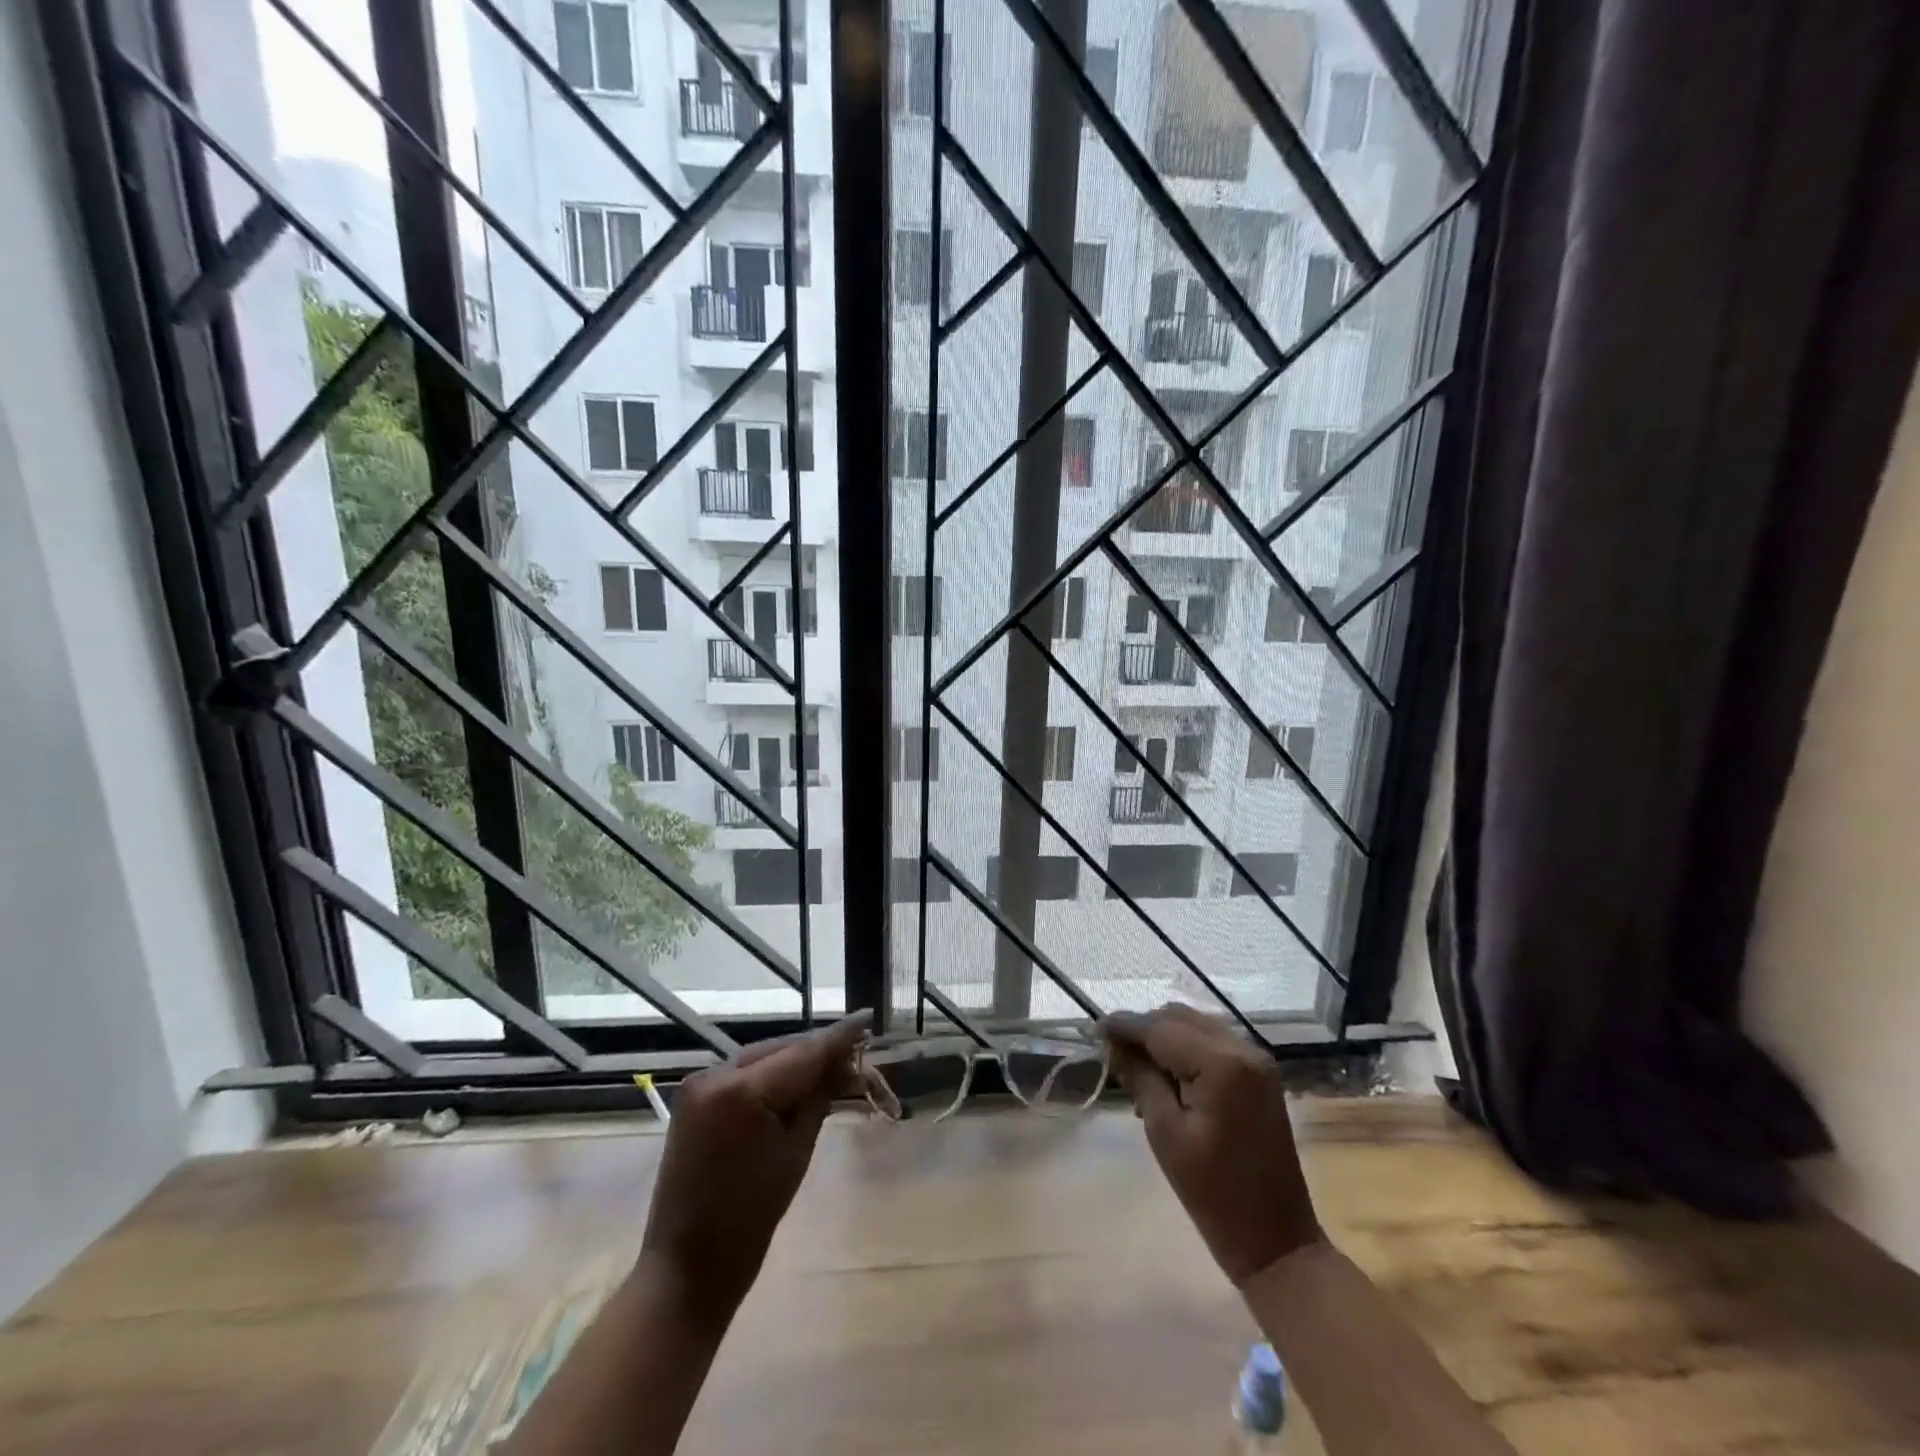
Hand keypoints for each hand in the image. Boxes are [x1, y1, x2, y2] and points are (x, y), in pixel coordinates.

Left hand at [640, 1013, 868, 1322]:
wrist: (686, 1268)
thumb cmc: (750, 1220)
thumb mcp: (796, 1152)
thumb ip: (819, 1096)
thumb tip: (844, 1060)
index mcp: (740, 1091)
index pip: (803, 1053)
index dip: (838, 1037)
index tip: (867, 1017)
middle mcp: (714, 1074)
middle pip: (781, 1050)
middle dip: (817, 1051)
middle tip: (856, 1053)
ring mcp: (699, 1084)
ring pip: (763, 1057)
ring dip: (795, 1061)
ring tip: (832, 1066)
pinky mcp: (693, 1097)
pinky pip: (742, 1073)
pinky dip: (770, 1075)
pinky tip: (795, 1081)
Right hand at [1102, 1004, 1323, 1284]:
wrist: (1278, 1242)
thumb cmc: (1214, 1195)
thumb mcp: (1166, 1134)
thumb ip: (1140, 1079)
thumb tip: (1112, 1044)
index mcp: (1221, 1064)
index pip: (1161, 1028)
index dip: (1124, 1025)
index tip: (1094, 1027)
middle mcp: (1243, 1049)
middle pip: (1179, 1018)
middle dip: (1144, 1028)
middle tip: (1113, 1051)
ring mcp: (1256, 1060)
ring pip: (1196, 1025)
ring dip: (1164, 1036)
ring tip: (1136, 1064)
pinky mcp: (1260, 1074)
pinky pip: (1213, 1042)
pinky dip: (1186, 1048)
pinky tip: (1167, 1073)